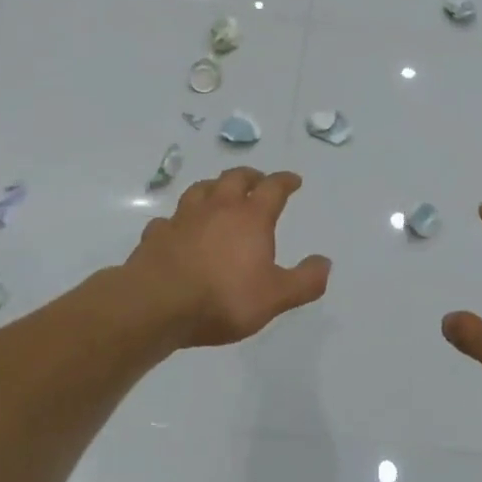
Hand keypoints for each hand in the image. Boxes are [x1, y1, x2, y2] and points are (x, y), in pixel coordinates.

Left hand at [122, 167, 330, 349]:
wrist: (156, 305)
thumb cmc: (223, 298)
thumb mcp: (275, 297)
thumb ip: (304, 281)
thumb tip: (325, 263)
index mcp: (251, 217)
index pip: (273, 188)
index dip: (285, 181)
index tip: (293, 180)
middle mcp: (218, 208)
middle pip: (235, 178)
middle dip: (250, 176)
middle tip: (257, 180)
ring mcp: (183, 218)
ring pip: (200, 190)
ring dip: (214, 187)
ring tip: (218, 193)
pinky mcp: (156, 235)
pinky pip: (168, 220)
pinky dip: (178, 220)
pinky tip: (178, 229)